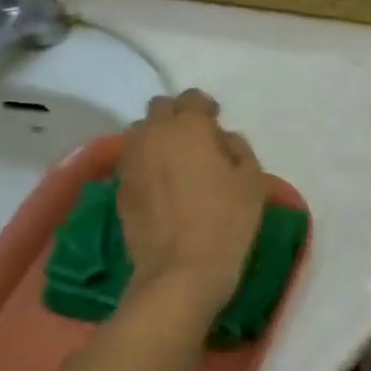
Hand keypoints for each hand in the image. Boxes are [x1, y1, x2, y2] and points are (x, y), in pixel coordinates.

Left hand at [118, 89, 266, 306]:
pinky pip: (133, 161)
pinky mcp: (119, 187)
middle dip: (177, 116)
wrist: (179, 271)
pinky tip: (161, 186)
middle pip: (160, 108)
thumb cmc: (225, 221)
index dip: (205, 107)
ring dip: (157, 137)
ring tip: (174, 161)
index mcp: (188, 126)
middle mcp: (153, 134)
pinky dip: (146, 163)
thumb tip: (223, 140)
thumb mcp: (251, 181)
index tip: (216, 122)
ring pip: (141, 133)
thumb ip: (238, 149)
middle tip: (195, 140)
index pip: (192, 98)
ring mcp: (131, 161)